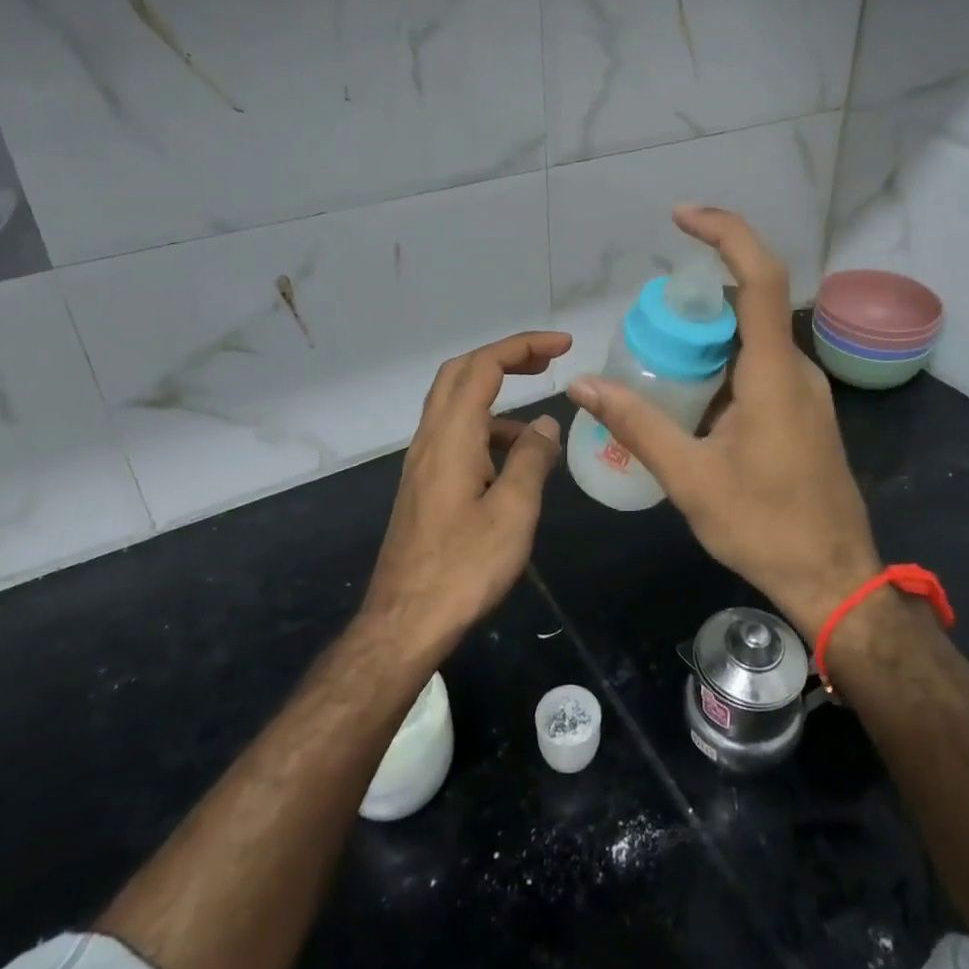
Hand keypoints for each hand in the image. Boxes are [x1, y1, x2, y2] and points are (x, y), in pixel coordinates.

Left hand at [363, 331, 570, 654]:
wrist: (404, 622)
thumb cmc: (463, 567)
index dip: (523, 346)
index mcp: (452, 437)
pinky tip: (512, 467)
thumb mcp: (513, 512)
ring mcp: (422, 463)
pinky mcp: (423, 486)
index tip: (563, 346)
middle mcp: (430, 439)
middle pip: (460, 374)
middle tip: (546, 363)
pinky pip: (455, 437)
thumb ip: (531, 460)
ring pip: (455, 405)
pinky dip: (486, 432)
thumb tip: (546, 425)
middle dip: (505, 358)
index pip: (484, 366)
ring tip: (539, 432)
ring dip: (496, 400)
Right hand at [566, 208, 879, 639]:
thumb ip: (638, 425)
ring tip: (656, 365)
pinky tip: (687, 400)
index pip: (759, 277)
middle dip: (695, 303)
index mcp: (773, 373)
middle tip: (645, 325)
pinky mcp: (801, 412)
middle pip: (747, 306)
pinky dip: (720, 367)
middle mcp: (794, 369)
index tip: (682, 217)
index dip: (725, 234)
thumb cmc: (766, 528)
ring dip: (706, 340)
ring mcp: (803, 391)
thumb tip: (583, 386)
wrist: (835, 579)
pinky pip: (757, 368)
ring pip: (750, 340)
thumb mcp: (691, 478)